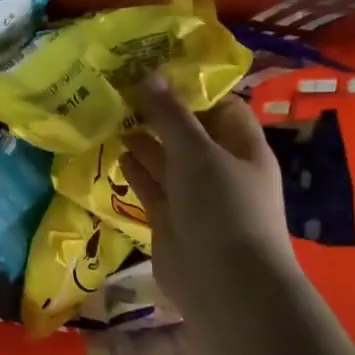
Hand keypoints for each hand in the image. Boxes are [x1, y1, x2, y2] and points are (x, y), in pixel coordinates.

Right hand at [121, 77, 293, 317]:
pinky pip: (151, 188)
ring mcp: (195, 197)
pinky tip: (117, 152)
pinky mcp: (170, 220)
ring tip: (112, 115)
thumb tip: (148, 74)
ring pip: (166, 160)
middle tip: (122, 88)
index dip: (191, 88)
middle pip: (189, 132)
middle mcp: (220, 169)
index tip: (154, 69)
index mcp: (242, 148)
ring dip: (143, 140)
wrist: (223, 284)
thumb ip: (170, 115)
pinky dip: (135, 171)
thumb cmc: (222, 208)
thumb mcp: (197, 153)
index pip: (220, 107)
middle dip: (159, 113)